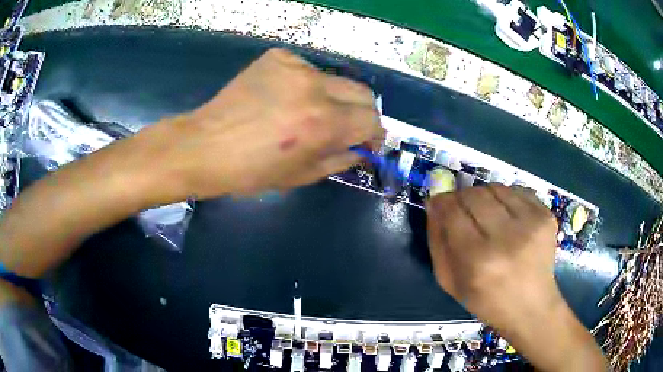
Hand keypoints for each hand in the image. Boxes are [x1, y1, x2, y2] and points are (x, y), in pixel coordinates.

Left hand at [139, 48, 383, 198]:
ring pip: (335, 81)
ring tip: (309, 114)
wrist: (205, 145)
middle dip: (361, 114)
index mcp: (321, 123)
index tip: (366, 143)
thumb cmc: (250, 171)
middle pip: (362, 93)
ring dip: (333, 99)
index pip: (372, 120)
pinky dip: (307, 85)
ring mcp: (294, 67)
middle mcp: (314, 88)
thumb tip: (361, 150)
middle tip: (347, 128)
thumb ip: (340, 159)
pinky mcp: (277, 57)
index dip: (375, 134)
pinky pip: (308, 70)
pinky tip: (286, 98)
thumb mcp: (302, 175)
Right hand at [426, 184, 559, 323]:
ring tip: (489, 217)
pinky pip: (517, 190)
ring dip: (485, 197)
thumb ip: (438, 241)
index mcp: (479, 261)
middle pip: (474, 194)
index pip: (452, 211)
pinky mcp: (546, 216)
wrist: (532, 307)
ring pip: (495, 187)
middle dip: (463, 198)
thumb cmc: (486, 301)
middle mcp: (507, 238)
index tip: (440, 204)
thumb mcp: (450, 282)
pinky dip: (507, 199)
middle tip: (465, 213)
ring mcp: (531, 223)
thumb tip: (434, 203)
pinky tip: (509, 218)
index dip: (442, 203)